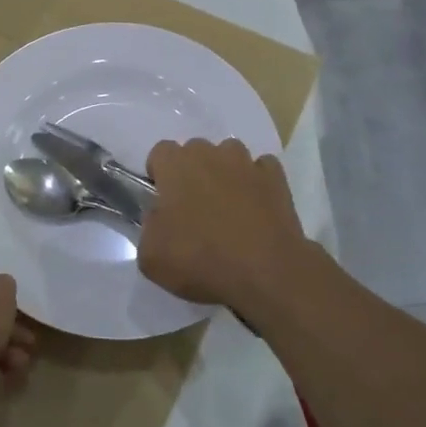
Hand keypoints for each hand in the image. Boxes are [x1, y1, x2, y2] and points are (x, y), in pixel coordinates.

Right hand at [139, 139, 315, 316]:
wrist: (266, 275)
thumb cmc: (201, 260)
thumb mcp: (151, 255)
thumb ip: (148, 226)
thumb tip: (159, 217)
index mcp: (176, 165)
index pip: (160, 152)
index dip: (160, 175)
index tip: (163, 202)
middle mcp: (211, 154)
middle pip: (195, 151)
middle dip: (192, 173)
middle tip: (194, 209)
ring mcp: (247, 163)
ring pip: (229, 156)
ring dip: (224, 174)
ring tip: (228, 208)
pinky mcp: (276, 178)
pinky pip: (261, 170)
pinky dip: (255, 184)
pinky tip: (255, 209)